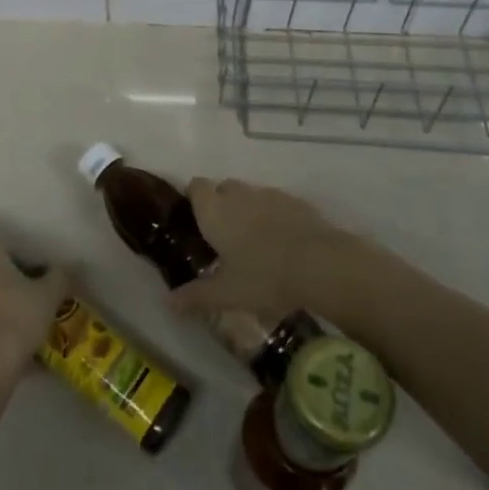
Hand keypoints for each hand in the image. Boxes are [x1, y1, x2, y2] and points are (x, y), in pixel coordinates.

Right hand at [169, 178, 352, 319]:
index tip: (196, 219)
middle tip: (225, 236)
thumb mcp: (227, 294)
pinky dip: (276, 217)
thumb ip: (196, 296)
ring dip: (250, 210)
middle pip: (223, 188)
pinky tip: (284, 243)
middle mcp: (238, 194)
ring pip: (252, 196)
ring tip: (256, 242)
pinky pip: (278, 204)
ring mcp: (269, 195)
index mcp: (214, 210)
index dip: (195, 198)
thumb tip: (168, 303)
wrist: (320, 264)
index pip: (196, 186)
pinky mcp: (297, 202)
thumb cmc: (263, 277)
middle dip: (222, 205)